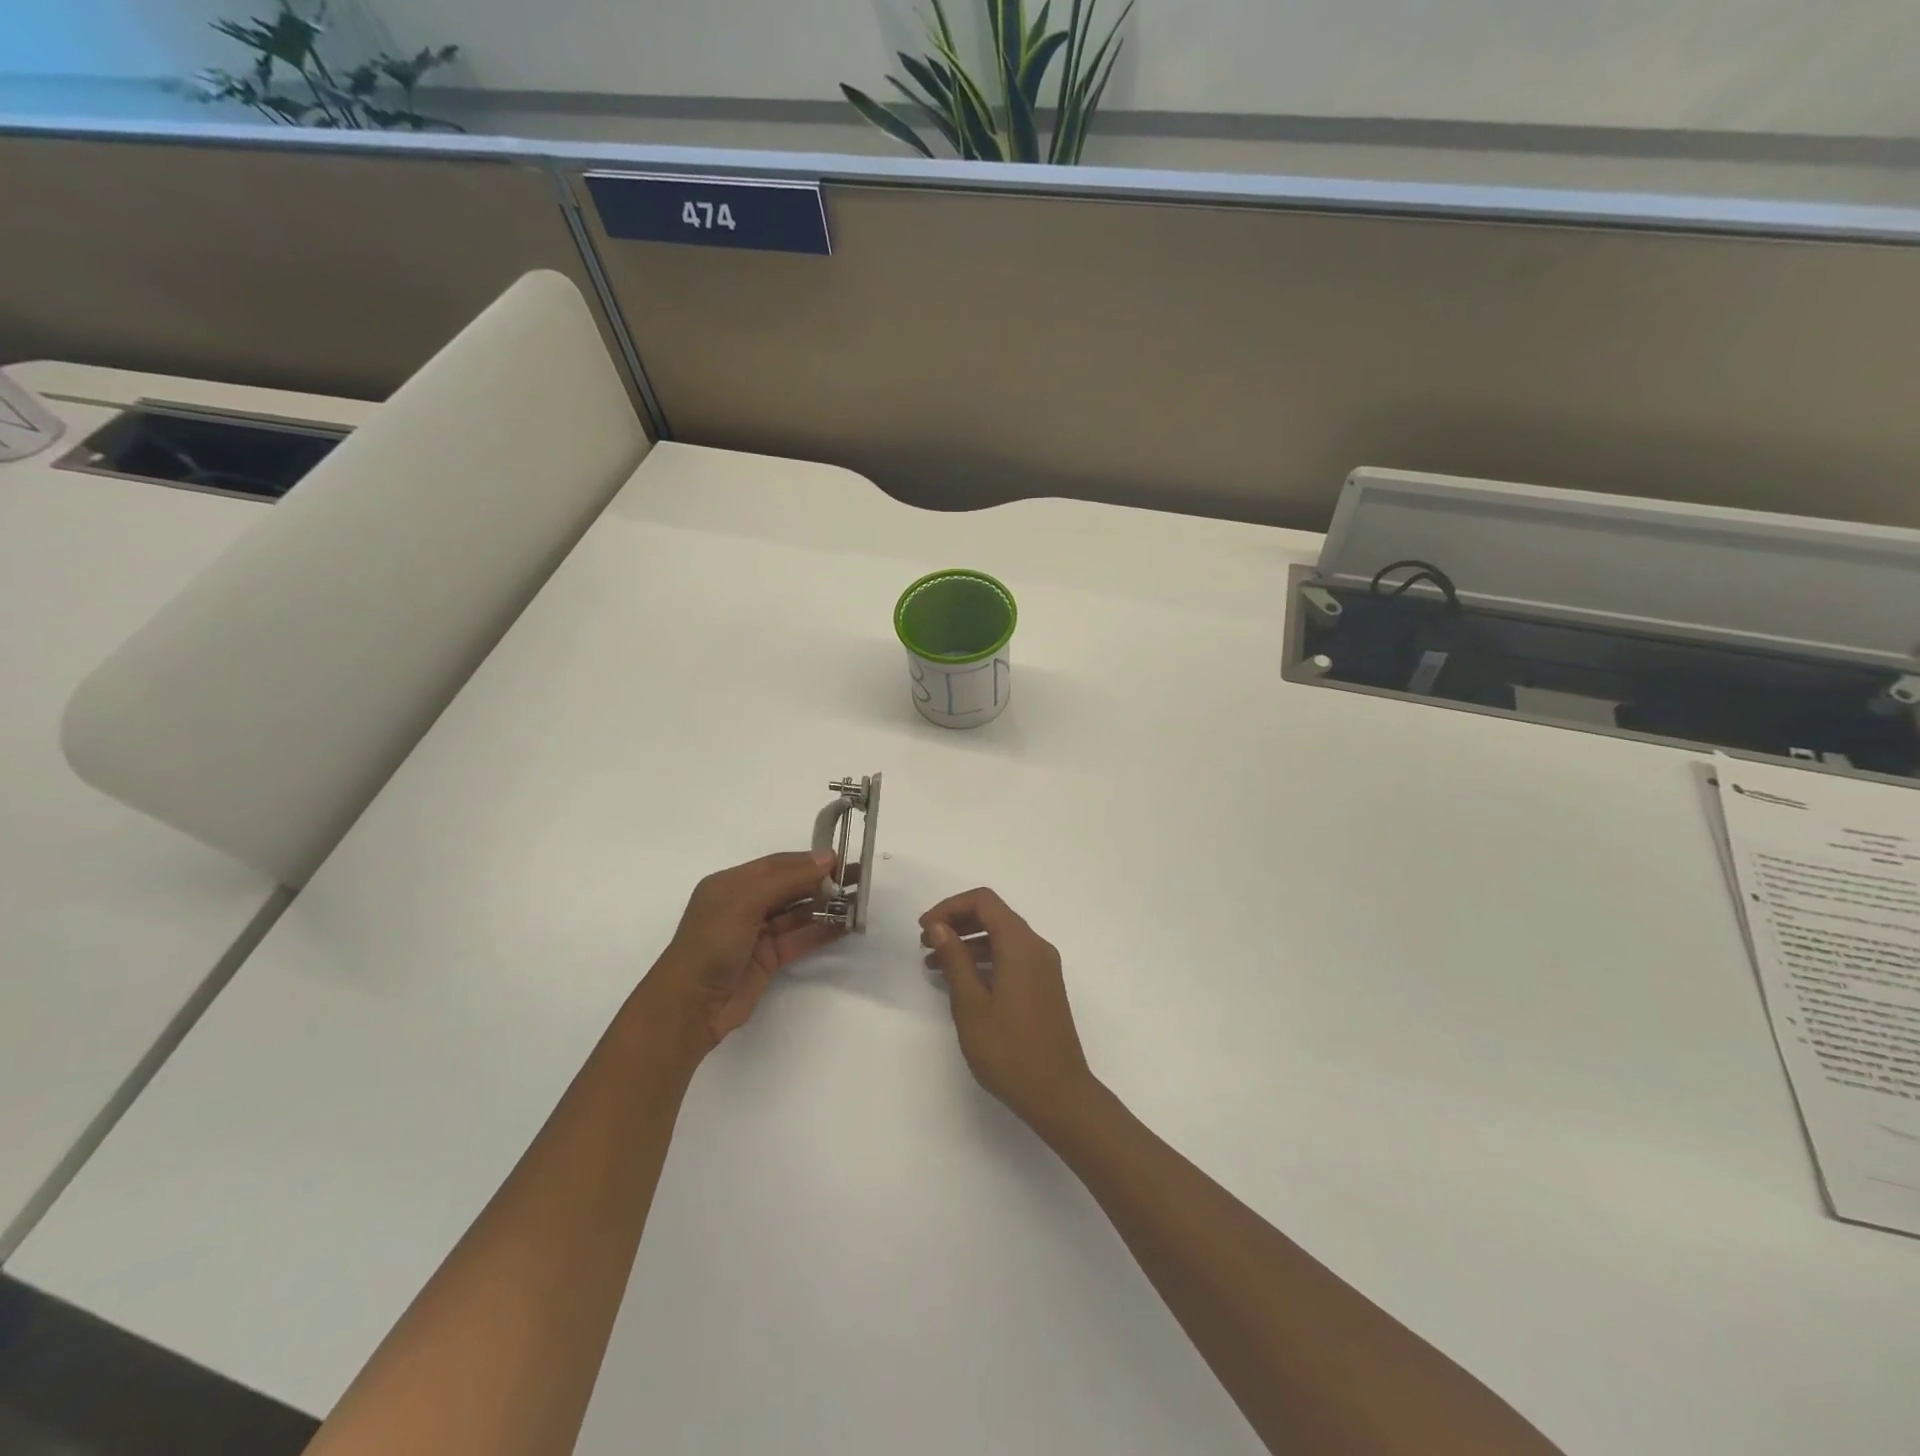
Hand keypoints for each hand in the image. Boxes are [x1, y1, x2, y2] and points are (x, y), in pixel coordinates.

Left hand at [640, 849, 841, 1058]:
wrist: (691, 1005)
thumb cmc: (712, 943)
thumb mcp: (744, 900)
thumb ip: (786, 878)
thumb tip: (827, 858)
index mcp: (731, 884)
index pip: (777, 865)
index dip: (808, 861)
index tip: (842, 861)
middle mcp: (744, 904)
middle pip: (790, 886)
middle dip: (822, 881)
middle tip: (858, 879)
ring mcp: (757, 933)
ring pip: (797, 913)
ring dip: (826, 906)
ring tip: (858, 902)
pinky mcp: (768, 959)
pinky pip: (800, 938)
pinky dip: (822, 931)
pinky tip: (845, 925)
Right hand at [920, 888, 1098, 1132]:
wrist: (1059, 1095)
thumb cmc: (1009, 1051)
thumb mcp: (971, 1005)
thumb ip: (955, 960)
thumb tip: (939, 926)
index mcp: (1020, 945)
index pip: (984, 901)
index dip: (950, 907)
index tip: (924, 928)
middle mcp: (1036, 947)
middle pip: (994, 915)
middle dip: (957, 923)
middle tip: (925, 944)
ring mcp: (1044, 967)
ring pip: (1002, 937)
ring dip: (969, 943)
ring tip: (935, 965)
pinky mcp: (1044, 986)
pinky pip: (1012, 958)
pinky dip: (985, 960)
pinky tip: (962, 983)